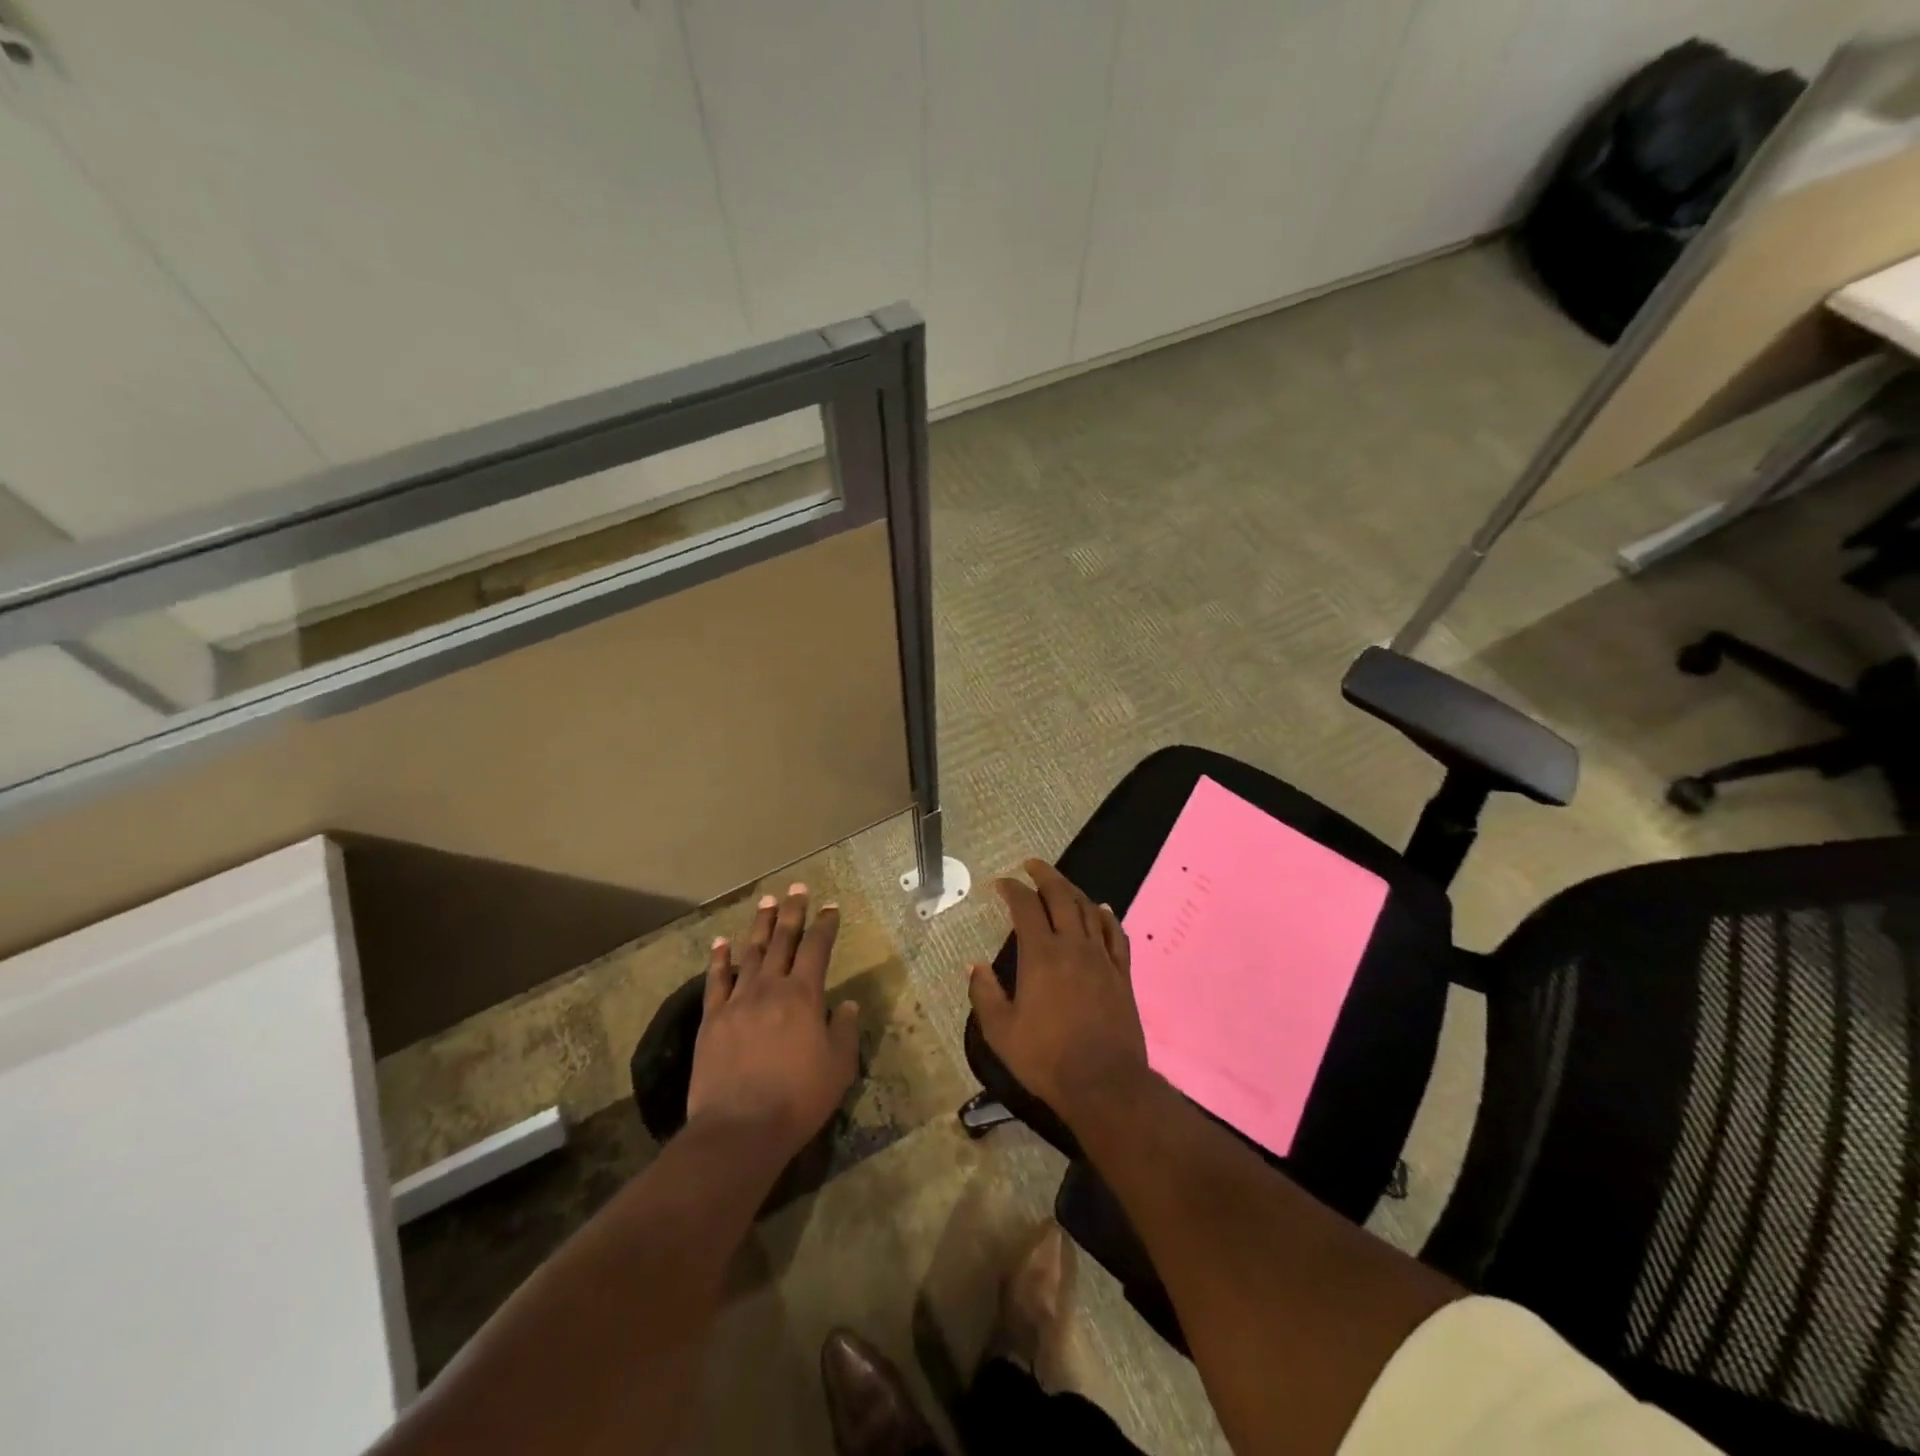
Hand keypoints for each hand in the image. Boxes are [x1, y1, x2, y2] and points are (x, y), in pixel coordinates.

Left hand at [687, 884, 860, 1158]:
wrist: (739, 1128)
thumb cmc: (797, 1099)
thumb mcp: (838, 1067)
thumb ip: (845, 1031)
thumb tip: (849, 1004)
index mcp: (804, 996)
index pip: (818, 949)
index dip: (826, 925)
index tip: (831, 907)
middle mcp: (771, 988)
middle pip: (783, 941)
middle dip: (792, 912)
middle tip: (796, 888)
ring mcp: (738, 1001)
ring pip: (751, 953)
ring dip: (760, 925)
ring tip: (766, 902)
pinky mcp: (712, 1019)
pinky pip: (716, 981)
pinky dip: (720, 959)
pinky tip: (721, 943)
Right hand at [968, 860, 1149, 1127]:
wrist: (1103, 1082)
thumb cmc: (1046, 1058)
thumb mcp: (1001, 1031)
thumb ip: (985, 994)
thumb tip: (973, 966)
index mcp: (1041, 955)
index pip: (1025, 908)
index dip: (1012, 890)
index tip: (1001, 882)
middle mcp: (1073, 946)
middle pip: (1061, 897)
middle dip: (1045, 876)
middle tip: (1031, 865)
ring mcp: (1101, 958)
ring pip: (1089, 910)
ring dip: (1073, 890)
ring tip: (1061, 883)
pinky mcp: (1122, 974)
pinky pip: (1116, 934)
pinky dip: (1107, 916)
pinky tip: (1102, 909)